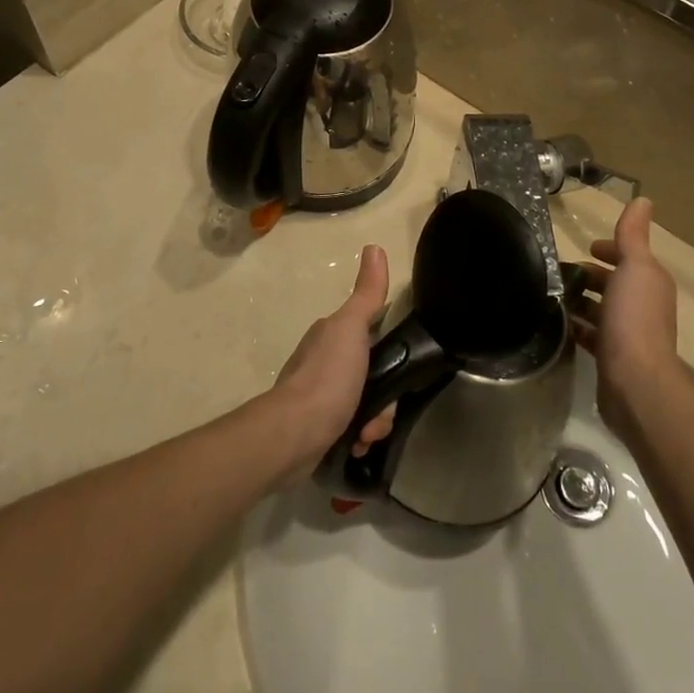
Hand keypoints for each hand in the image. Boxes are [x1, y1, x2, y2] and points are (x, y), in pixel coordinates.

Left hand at [274, 245, 395, 472]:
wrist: (294, 434)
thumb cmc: (327, 377)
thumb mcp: (351, 328)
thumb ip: (367, 294)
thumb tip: (374, 247)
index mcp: (331, 335)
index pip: (374, 335)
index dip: (392, 351)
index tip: (400, 368)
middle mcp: (324, 361)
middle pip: (374, 374)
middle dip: (384, 397)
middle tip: (381, 412)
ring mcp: (320, 395)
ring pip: (367, 403)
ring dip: (374, 422)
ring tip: (366, 435)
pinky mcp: (319, 427)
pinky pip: (353, 428)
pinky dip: (359, 437)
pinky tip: (357, 445)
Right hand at [577, 199, 679, 431]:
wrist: (636, 382)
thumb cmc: (634, 318)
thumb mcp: (635, 267)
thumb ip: (634, 235)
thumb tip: (643, 199)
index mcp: (650, 281)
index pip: (628, 257)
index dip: (608, 249)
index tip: (584, 248)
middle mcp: (643, 305)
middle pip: (612, 283)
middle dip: (588, 275)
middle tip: (555, 271)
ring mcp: (627, 333)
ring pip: (600, 309)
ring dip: (579, 301)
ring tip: (548, 295)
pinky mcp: (611, 357)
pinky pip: (591, 335)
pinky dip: (576, 327)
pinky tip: (555, 325)